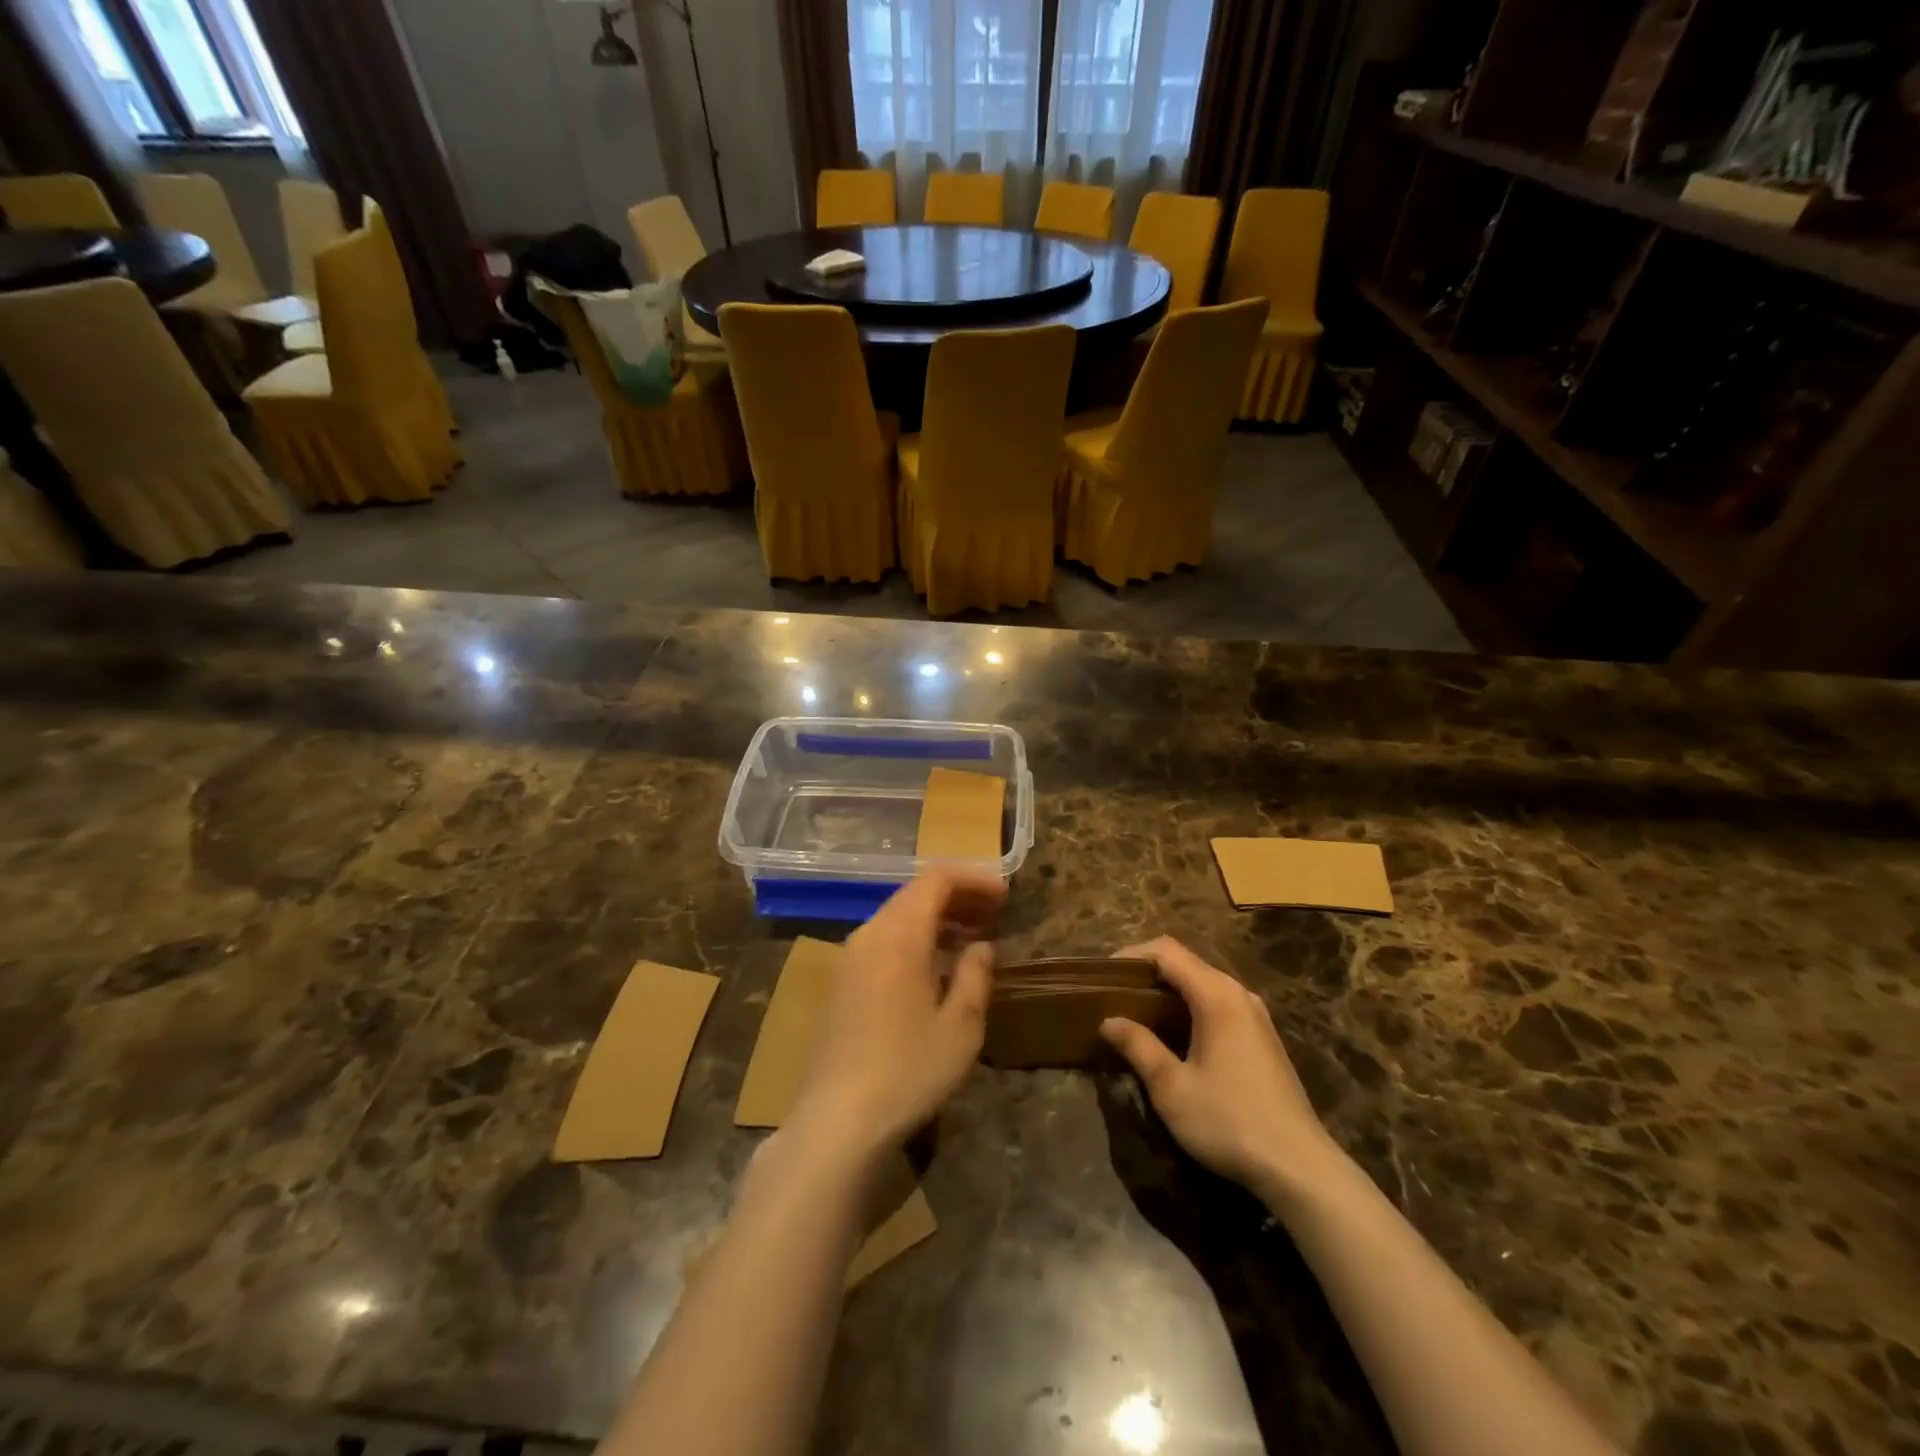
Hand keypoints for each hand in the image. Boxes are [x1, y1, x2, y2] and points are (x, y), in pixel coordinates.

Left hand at [786, 868, 1006, 1164]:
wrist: (837, 1120)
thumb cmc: (908, 1069)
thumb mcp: (960, 1026)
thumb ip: (975, 975)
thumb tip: (981, 946)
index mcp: (899, 934)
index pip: (936, 878)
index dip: (973, 879)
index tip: (1005, 895)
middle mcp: (869, 934)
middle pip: (915, 893)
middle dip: (957, 897)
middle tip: (994, 914)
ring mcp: (850, 958)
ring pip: (898, 917)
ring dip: (936, 918)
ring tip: (973, 938)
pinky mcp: (842, 982)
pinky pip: (884, 940)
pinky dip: (915, 938)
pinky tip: (937, 967)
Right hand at [1100, 937, 1341, 1203]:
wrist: (1300, 1168)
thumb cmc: (1229, 1121)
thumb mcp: (1171, 1087)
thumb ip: (1138, 1046)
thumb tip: (1109, 1021)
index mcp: (1217, 995)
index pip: (1166, 951)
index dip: (1131, 955)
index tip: (1102, 976)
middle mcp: (1238, 994)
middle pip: (1185, 963)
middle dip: (1146, 973)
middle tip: (1112, 994)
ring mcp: (1255, 1015)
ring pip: (1202, 984)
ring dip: (1167, 992)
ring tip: (1135, 1014)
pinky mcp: (1262, 1038)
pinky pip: (1217, 1004)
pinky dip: (1188, 1008)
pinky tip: (1172, 1036)